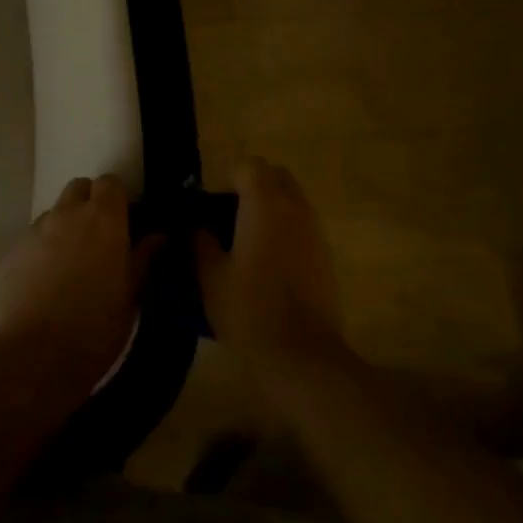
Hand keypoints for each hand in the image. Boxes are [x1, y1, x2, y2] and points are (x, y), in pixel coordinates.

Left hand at [0, 176, 157, 388]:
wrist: (35, 355)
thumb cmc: (97, 326)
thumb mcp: (131, 295)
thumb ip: (144, 258)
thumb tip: (158, 235)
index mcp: (104, 219)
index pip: (111, 182)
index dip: (118, 198)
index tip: (125, 220)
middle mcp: (67, 214)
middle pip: (79, 188)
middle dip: (90, 202)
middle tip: (99, 236)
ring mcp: (35, 231)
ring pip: (54, 213)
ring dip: (65, 226)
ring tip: (71, 263)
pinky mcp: (11, 252)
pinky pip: (33, 239)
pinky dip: (42, 250)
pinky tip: (45, 282)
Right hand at [195, 158, 347, 391]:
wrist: (302, 356)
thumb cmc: (249, 311)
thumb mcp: (210, 278)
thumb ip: (200, 243)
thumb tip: (197, 228)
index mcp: (264, 204)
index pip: (248, 166)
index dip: (227, 178)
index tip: (210, 204)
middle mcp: (294, 208)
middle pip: (275, 176)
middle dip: (252, 185)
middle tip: (228, 214)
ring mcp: (314, 231)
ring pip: (292, 199)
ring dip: (270, 206)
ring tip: (245, 238)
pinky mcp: (325, 255)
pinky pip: (302, 225)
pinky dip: (285, 228)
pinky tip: (267, 261)